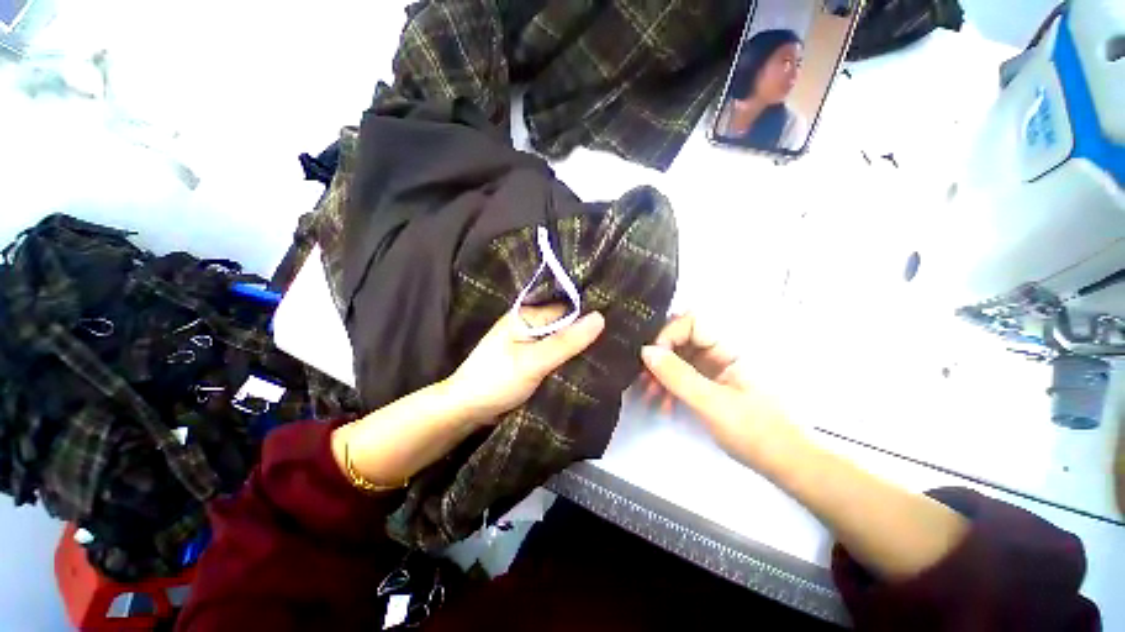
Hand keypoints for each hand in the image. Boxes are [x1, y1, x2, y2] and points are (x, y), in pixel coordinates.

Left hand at [447, 305, 604, 423]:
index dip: (590, 313)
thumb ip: (565, 342)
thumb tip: (601, 318)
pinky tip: (587, 363)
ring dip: (579, 347)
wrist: (466, 410)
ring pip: (561, 340)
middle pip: (566, 323)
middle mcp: (529, 324)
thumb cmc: (496, 381)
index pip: (567, 307)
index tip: (618, 319)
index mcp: (527, 315)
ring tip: (611, 350)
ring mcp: (529, 343)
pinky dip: (568, 358)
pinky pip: (555, 354)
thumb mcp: (533, 362)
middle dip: (587, 331)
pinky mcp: (530, 359)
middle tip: (619, 337)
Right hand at [640, 314, 799, 468]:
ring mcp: (714, 369)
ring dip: (660, 375)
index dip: (668, 334)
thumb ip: (678, 375)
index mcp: (729, 348)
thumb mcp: (712, 403)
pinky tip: (663, 405)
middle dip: (659, 357)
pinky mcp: (709, 385)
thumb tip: (645, 351)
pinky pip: (682, 377)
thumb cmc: (757, 432)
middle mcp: (720, 353)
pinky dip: (669, 388)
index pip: (691, 322)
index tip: (653, 359)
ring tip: (650, 397)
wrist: (787, 465)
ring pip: (678, 359)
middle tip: (644, 380)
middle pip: (681, 339)